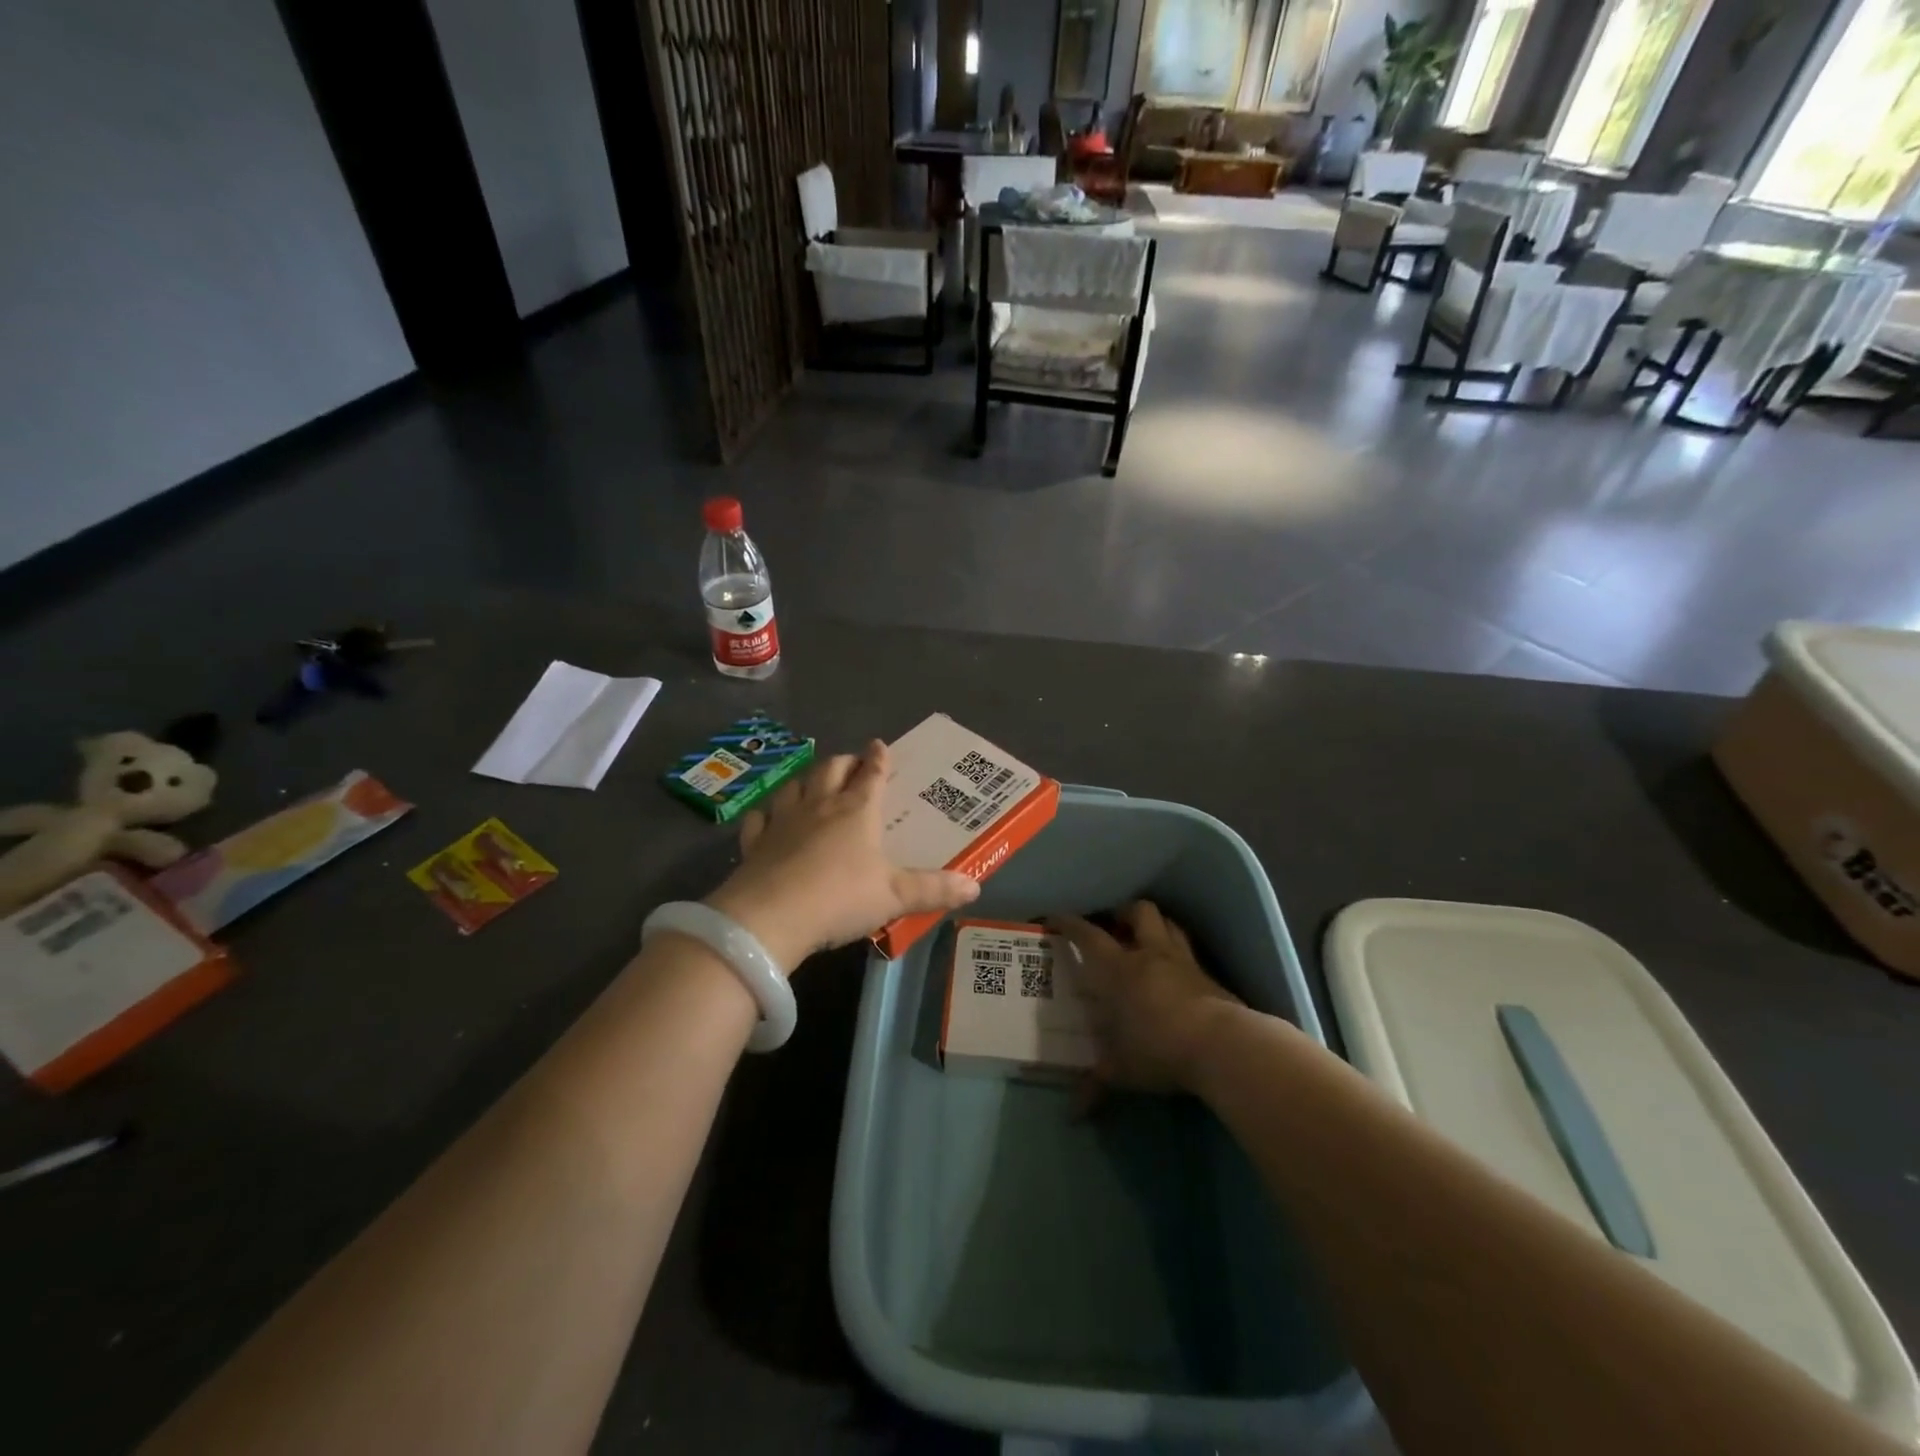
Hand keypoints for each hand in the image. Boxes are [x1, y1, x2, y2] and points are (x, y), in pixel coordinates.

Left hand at [705, 740, 979, 973]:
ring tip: (813, 782)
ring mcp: (783, 821)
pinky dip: (767, 813)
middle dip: (844, 762)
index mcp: (856, 811)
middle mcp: (819, 806)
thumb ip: (934, 889)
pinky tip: (768, 817)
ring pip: (795, 786)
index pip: (871, 775)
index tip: (880, 744)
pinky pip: (760, 817)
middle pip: (831, 770)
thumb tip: (975, 887)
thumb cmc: (840, 898)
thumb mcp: (895, 896)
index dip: (878, 759)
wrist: (769, 917)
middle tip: (852, 763)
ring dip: (807, 780)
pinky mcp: (755, 843)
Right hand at [1049, 901, 1241, 1094]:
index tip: (1056, 918)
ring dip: (1155, 926)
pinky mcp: (1210, 976)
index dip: (1070, 923)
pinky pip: (1191, 952)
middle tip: (1115, 928)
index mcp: (1118, 969)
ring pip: (1168, 924)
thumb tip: (1072, 1112)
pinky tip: (1176, 973)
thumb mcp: (1122, 1071)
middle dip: (1123, 914)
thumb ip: (1096, 1084)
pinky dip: (1180, 955)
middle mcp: (1150, 955)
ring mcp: (1183, 962)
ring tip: (1146, 940)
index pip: (1088, 935)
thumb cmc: (1159, 1049)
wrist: (1222, 1046)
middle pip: (1138, 912)